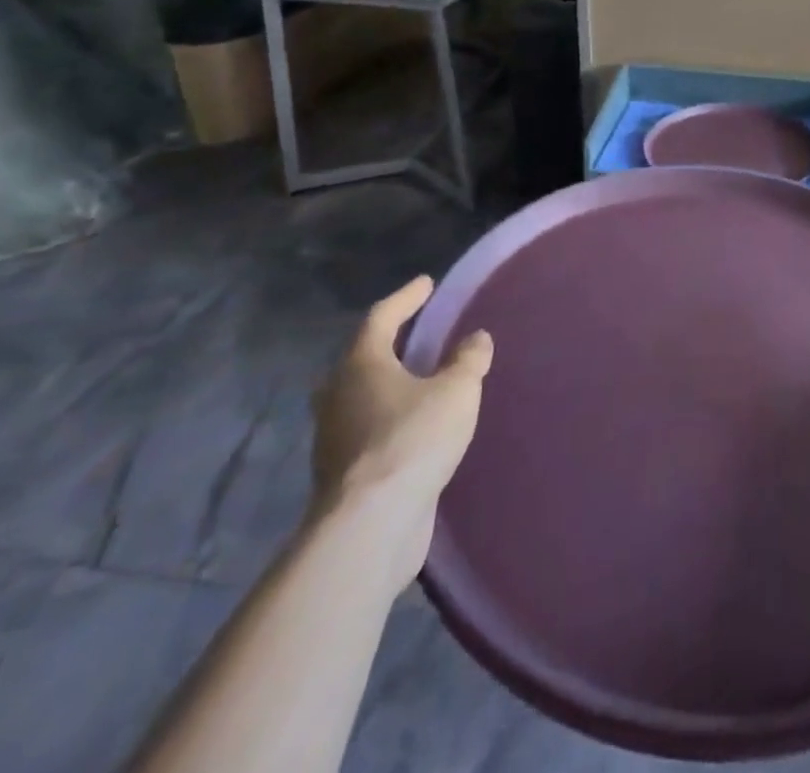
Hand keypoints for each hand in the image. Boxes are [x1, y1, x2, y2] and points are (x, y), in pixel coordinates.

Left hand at [309, 275, 492, 600]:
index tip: (426, 283)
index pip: (381, 317)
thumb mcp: (456, 390)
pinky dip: (388, 422)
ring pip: (358, 399)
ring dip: (385, 387)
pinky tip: (413, 429)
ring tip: (417, 383)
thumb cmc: (413, 439)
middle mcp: (338, 396)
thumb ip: (468, 360)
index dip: (406, 297)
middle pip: (359, 359)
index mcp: (360, 364)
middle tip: (414, 337)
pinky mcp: (341, 476)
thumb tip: (475, 338)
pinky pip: (366, 433)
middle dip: (386, 346)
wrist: (371, 525)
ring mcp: (333, 439)